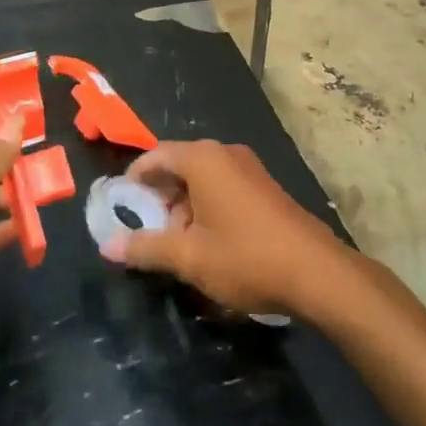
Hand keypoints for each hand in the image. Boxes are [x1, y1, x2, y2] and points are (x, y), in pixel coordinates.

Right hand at [101, 140, 353, 318]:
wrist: (317, 273)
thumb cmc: (246, 258)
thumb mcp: (189, 257)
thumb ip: (146, 248)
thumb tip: (108, 246)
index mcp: (203, 158)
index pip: (156, 155)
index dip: (135, 179)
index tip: (122, 206)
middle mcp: (225, 153)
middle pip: (179, 164)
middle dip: (161, 196)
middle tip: (150, 231)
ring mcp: (249, 168)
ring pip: (202, 177)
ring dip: (184, 205)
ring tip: (180, 244)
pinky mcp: (264, 186)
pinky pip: (223, 185)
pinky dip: (207, 206)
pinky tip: (210, 243)